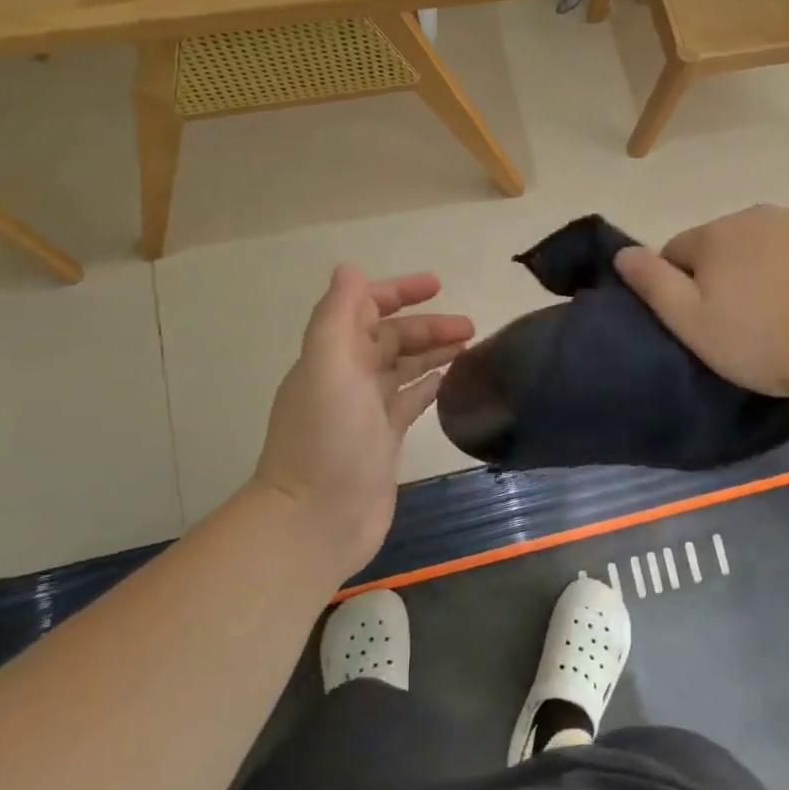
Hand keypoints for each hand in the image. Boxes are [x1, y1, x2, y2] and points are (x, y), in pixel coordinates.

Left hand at [251, 266, 473, 576]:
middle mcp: (347, 377)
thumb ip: (337, 317)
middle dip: (427, 325)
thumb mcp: (327, 368)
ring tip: (472, 346)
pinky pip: (410, 400)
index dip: (397, 292)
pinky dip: (430, 385)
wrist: (316, 521)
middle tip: (470, 326)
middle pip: (391, 338)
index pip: (364, 309)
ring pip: (404, 367)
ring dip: (433, 351)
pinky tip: (453, 380)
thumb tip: (348, 268)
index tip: (437, 286)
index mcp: (332, 356)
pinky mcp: (384, 439)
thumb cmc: (326, 440)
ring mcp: (366, 410)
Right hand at [614, 206, 788, 405]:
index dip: (683, 285)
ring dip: (766, 265)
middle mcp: (755, 215)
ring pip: (768, 241)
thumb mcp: (694, 324)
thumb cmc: (765, 341)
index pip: (678, 252)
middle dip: (726, 272)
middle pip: (724, 243)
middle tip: (745, 320)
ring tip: (786, 311)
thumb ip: (653, 284)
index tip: (704, 320)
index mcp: (714, 236)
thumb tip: (622, 252)